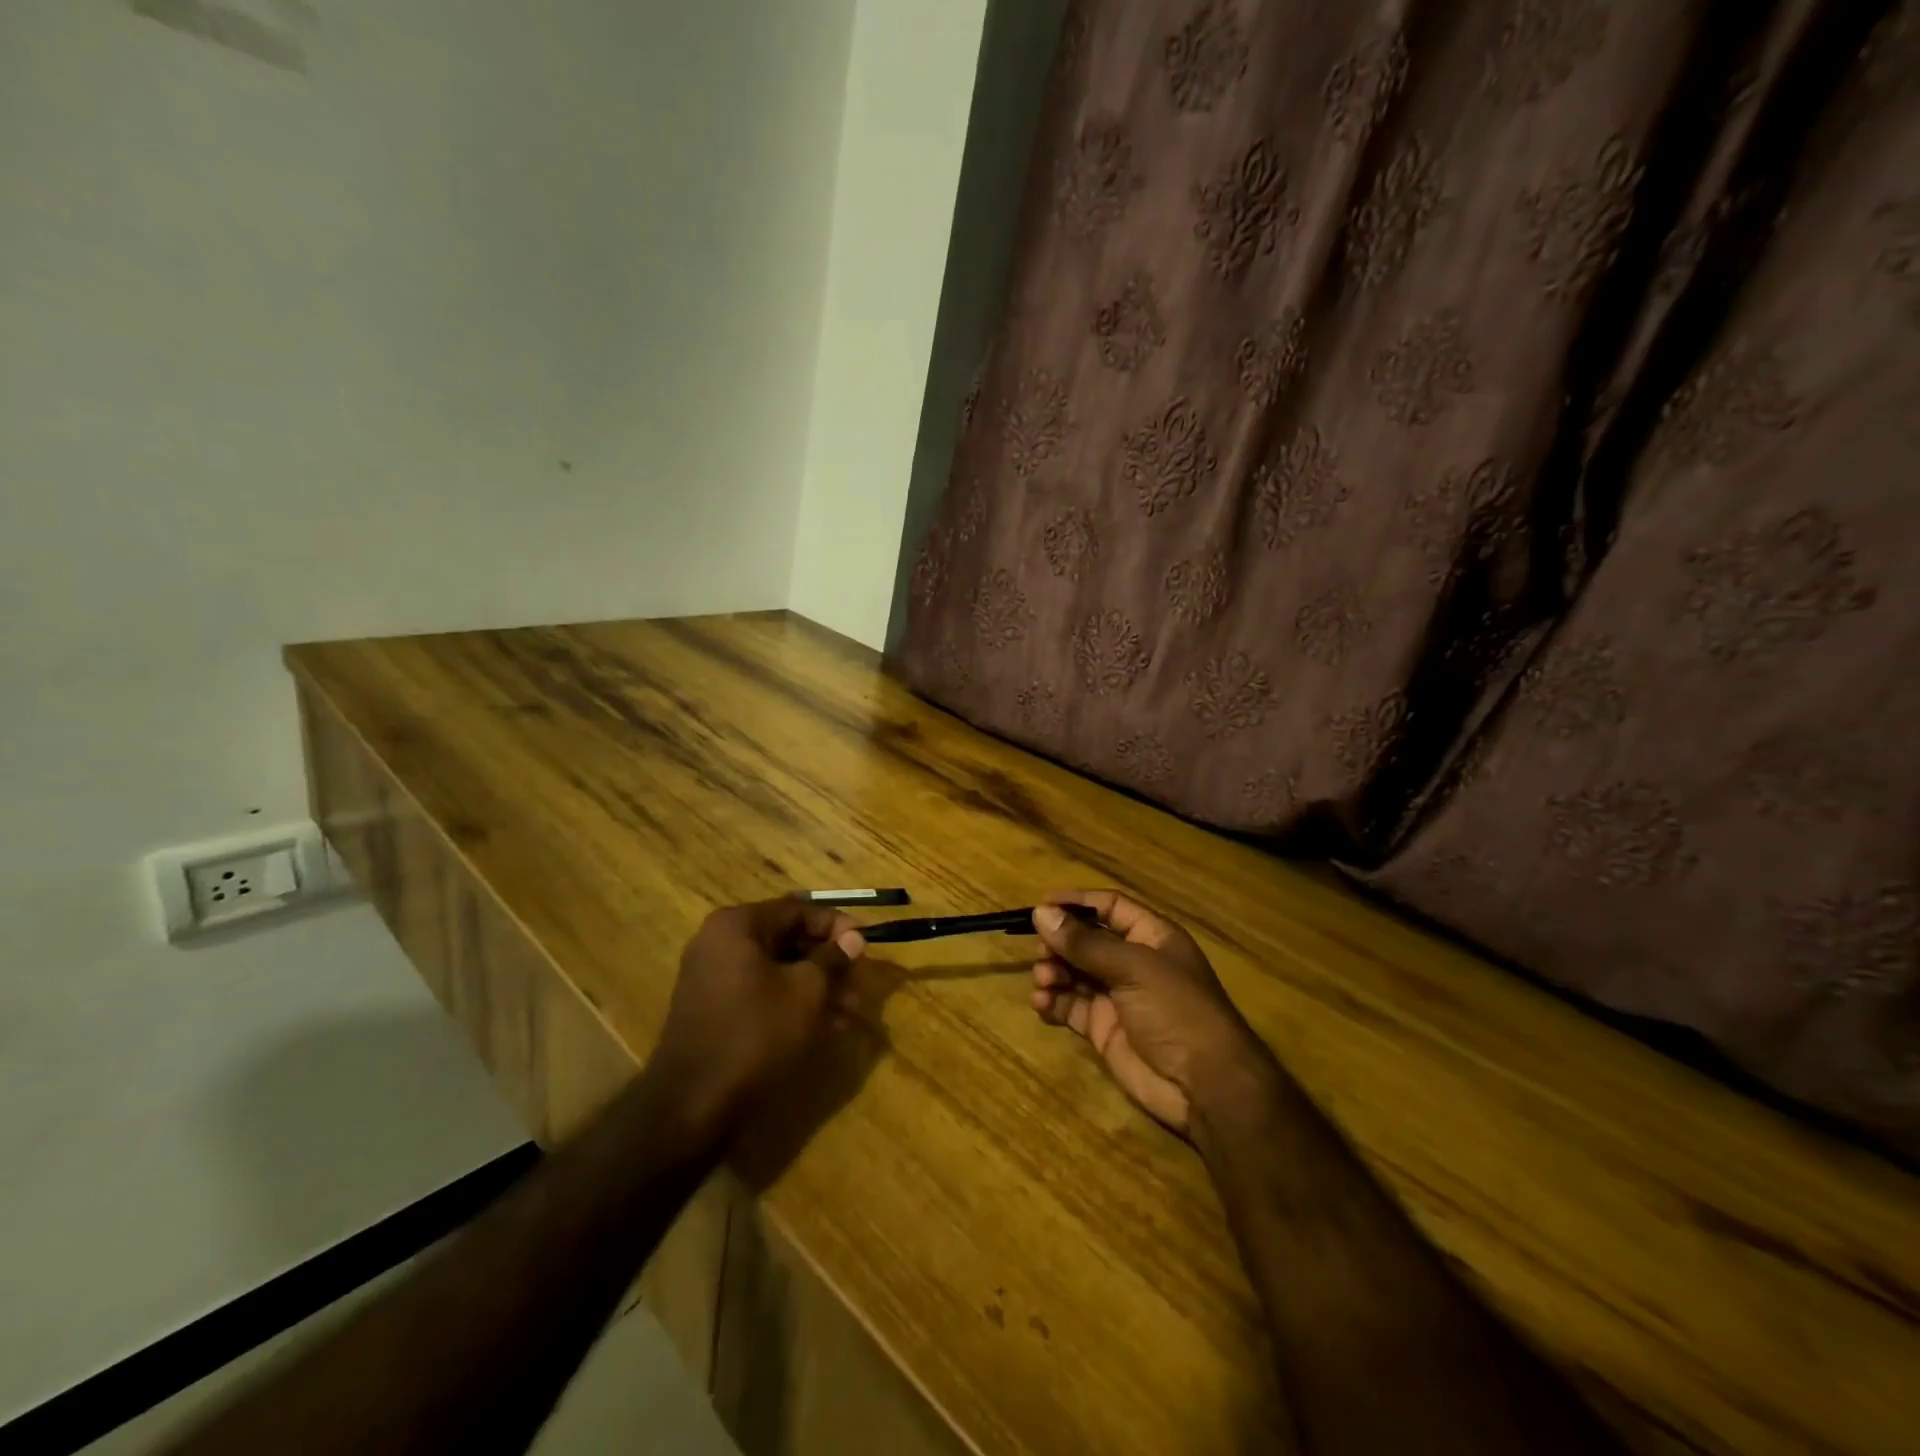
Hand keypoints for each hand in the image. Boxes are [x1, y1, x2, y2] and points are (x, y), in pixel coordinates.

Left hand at [650, 900, 866, 1131]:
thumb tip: (854, 938)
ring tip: (848, 1013)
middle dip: (828, 962)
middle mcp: (720, 942)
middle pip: (787, 939)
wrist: (692, 1104)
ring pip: (777, 969)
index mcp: (738, 926)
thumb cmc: (756, 1034)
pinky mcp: (713, 1008)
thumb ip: (833, 959)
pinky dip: (791, 1001)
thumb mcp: (807, 992)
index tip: (866, 943)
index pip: (798, 910)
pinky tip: (823, 1026)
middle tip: (859, 985)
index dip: (837, 925)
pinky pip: (761, 991)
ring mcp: (712, 976)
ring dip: (815, 985)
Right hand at [1030, 890, 1270, 1134]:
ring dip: (1053, 972)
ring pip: (1074, 973)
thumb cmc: (1177, 1011)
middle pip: (1086, 941)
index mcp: (1151, 937)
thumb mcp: (1133, 968)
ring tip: (1044, 981)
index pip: (1109, 907)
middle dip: (1060, 943)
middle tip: (1042, 953)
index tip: (1040, 906)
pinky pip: (1071, 1007)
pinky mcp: (1104, 1029)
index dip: (1076, 903)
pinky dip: (1053, 1003)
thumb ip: (1085, 942)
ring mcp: (1118, 997)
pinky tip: (1042, 1004)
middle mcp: (1133, 963)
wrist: (1205, 1086)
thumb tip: (1041, 912)